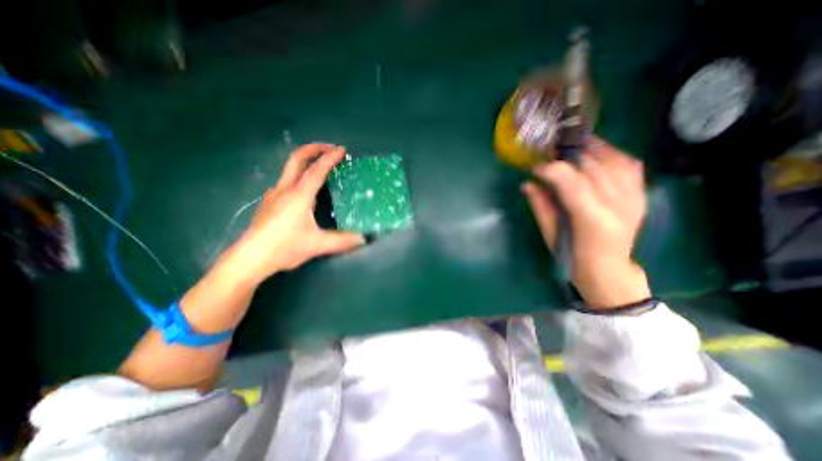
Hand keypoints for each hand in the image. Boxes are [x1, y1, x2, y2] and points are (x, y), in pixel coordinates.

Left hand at [223, 142, 365, 282]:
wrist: (250, 258)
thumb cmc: (285, 247)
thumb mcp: (318, 245)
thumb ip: (343, 241)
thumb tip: (363, 239)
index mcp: (299, 195)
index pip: (317, 170)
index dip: (330, 158)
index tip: (341, 150)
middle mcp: (285, 190)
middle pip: (297, 159)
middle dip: (314, 149)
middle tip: (329, 148)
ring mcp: (274, 195)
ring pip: (289, 170)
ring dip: (305, 163)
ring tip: (320, 169)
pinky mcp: (269, 203)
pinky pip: (286, 182)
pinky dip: (298, 177)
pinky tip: (304, 192)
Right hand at [524, 136, 652, 309]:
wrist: (608, 271)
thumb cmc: (573, 258)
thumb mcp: (550, 234)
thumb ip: (540, 206)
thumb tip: (527, 184)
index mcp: (592, 219)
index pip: (571, 182)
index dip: (552, 170)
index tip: (535, 167)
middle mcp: (618, 204)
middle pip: (593, 167)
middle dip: (568, 156)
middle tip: (550, 154)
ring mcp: (634, 199)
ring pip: (615, 161)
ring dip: (592, 149)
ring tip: (573, 145)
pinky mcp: (641, 196)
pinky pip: (631, 166)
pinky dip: (613, 154)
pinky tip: (598, 152)